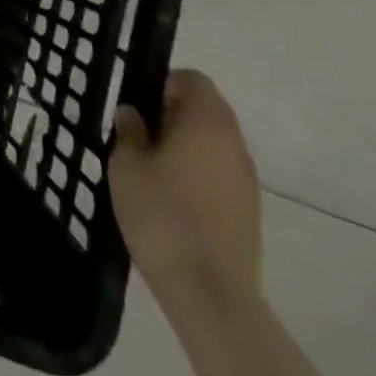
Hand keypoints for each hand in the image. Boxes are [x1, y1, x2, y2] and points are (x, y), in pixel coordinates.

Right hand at [109, 70, 261, 299]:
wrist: (211, 295)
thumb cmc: (163, 214)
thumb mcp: (126, 164)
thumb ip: (129, 131)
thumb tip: (133, 114)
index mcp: (207, 120)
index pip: (192, 79)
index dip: (163, 84)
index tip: (139, 108)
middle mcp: (234, 142)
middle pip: (206, 111)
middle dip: (173, 117)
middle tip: (140, 137)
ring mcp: (247, 181)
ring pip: (213, 145)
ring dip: (186, 148)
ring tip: (153, 172)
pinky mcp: (249, 214)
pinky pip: (220, 176)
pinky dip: (199, 177)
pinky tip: (173, 202)